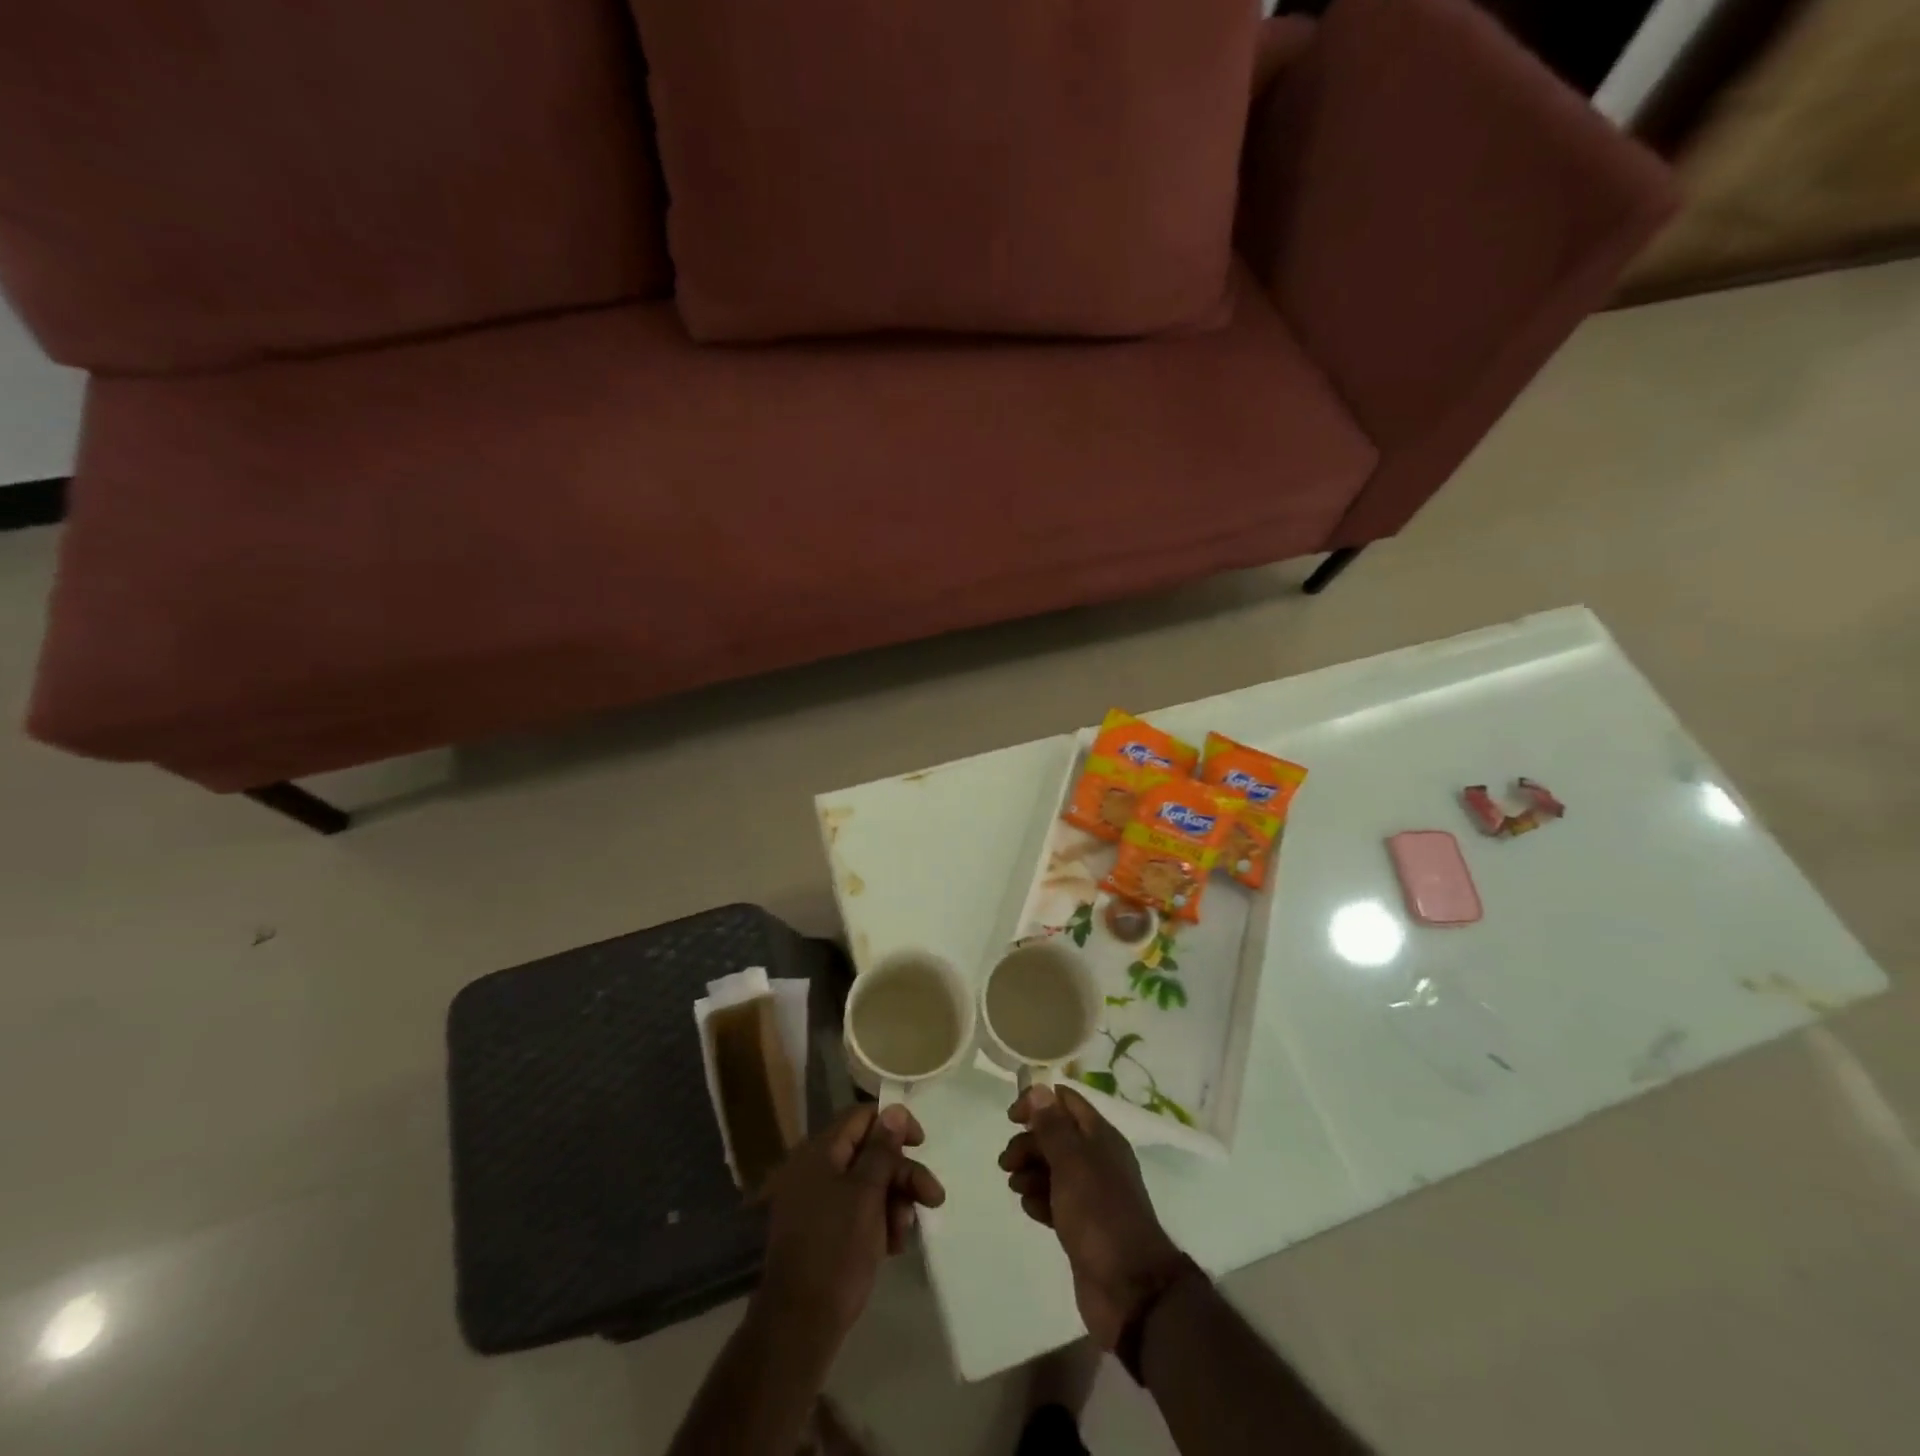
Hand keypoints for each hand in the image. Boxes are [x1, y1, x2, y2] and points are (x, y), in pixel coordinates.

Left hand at [758, 1102, 945, 1343]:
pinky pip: (858, 1211)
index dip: (894, 1125)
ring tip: (905, 1234)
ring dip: (894, 1202)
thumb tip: (895, 1109)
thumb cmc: (836, 1250)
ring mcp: (817, 1201)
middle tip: (933, 1198)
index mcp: (820, 1152)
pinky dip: (879, 1221)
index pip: (862, 1117)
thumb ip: (882, 1150)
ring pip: (868, 1184)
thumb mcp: (866, 1194)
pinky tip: (893, 1246)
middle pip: (869, 1153)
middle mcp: (815, 1169)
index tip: (921, 1145)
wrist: (799, 1325)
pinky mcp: (822, 1230)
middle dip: (902, 1174)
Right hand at [1001, 1085, 1191, 1349]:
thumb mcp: (1073, 1164)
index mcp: (1101, 1137)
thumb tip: (1038, 1088)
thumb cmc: (1100, 1215)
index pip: (1066, 1101)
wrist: (1130, 1289)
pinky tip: (1030, 1210)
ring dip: (1030, 1171)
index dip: (1037, 1102)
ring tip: (1016, 1188)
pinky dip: (1039, 1199)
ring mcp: (1091, 1193)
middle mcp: (1097, 1159)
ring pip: (1052, 1169)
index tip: (1011, 1118)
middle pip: (1056, 1136)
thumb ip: (1053, 1126)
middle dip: (1028, 1143)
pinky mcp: (1082, 1224)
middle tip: (1006, 1163)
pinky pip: (1055, 1200)